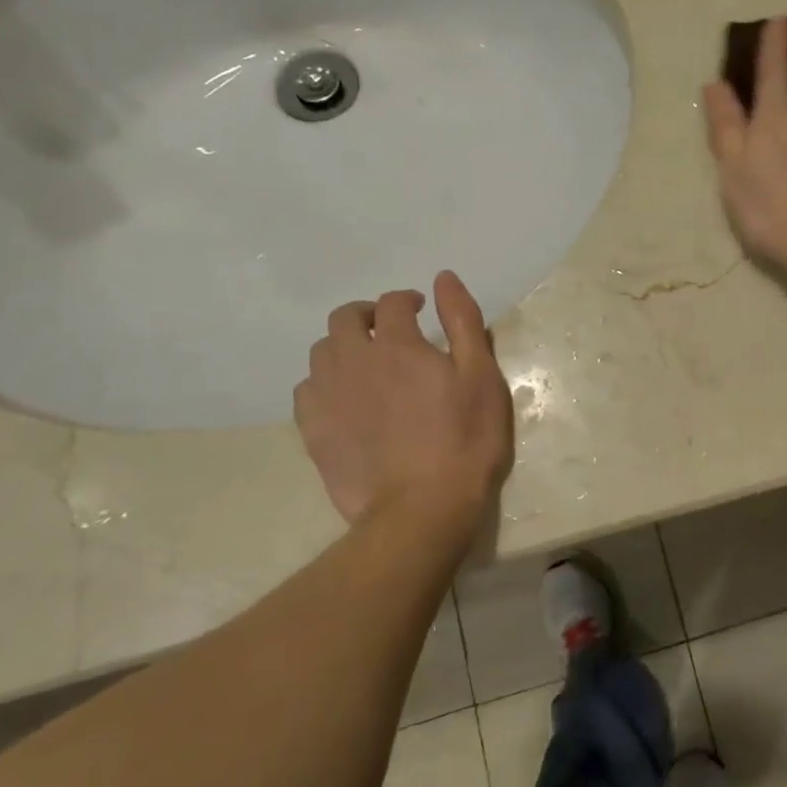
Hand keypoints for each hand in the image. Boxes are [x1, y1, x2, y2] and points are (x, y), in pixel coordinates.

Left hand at [293, 271, 513, 532]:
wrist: (422, 509)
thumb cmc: (465, 440)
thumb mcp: (481, 376)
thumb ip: (462, 321)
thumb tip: (443, 277)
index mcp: (398, 345)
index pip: (393, 303)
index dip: (407, 299)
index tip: (420, 309)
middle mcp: (355, 361)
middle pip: (345, 319)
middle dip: (367, 314)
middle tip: (390, 330)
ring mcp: (328, 397)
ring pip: (321, 352)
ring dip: (343, 346)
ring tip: (365, 363)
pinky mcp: (313, 431)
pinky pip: (306, 390)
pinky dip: (323, 382)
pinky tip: (343, 398)